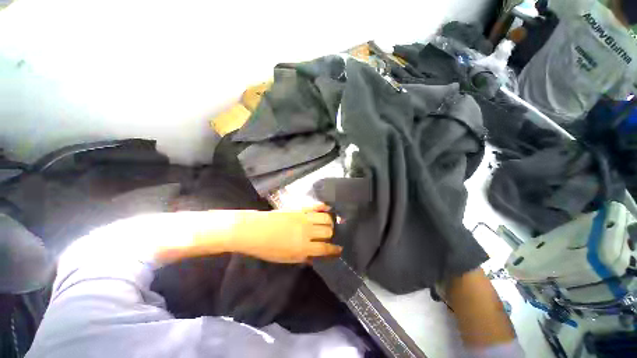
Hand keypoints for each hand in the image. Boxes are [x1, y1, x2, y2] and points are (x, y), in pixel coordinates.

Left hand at [233, 203, 341, 262]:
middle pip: (328, 231)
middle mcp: (307, 231)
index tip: (339, 249)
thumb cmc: (267, 248)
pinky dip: (323, 207)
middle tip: (330, 236)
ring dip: (330, 221)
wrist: (254, 230)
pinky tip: (327, 208)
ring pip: (325, 217)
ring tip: (329, 223)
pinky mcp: (299, 209)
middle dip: (332, 234)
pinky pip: (315, 206)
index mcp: (303, 247)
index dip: (334, 250)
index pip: (325, 248)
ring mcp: (304, 218)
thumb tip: (315, 256)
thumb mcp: (286, 258)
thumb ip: (303, 257)